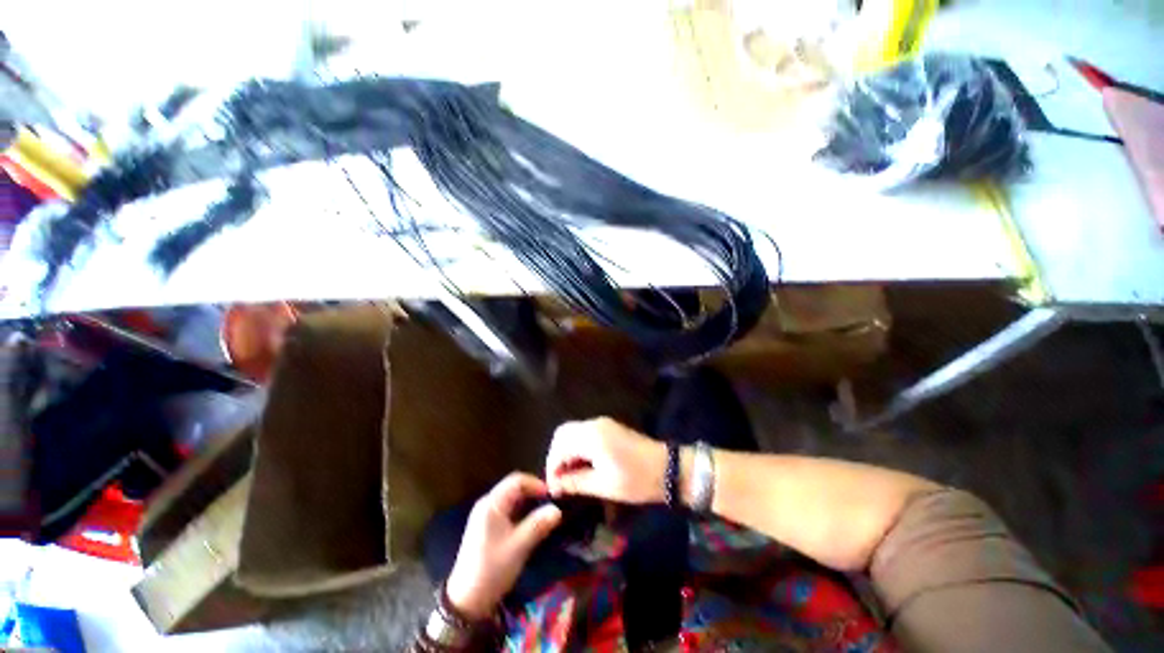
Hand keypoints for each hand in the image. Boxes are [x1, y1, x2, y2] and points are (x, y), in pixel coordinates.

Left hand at [446, 473, 561, 619]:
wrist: (466, 601)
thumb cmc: (492, 569)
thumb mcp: (519, 546)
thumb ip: (539, 525)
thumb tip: (558, 509)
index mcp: (492, 503)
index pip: (517, 480)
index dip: (536, 483)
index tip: (552, 495)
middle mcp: (487, 503)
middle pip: (514, 487)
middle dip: (533, 492)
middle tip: (551, 502)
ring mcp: (485, 515)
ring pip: (511, 498)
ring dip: (528, 502)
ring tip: (545, 511)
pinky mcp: (486, 526)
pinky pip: (507, 509)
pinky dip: (520, 511)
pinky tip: (531, 522)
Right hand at [545, 418, 666, 504]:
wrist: (668, 468)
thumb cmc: (636, 480)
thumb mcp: (604, 485)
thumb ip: (576, 482)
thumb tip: (555, 485)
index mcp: (591, 436)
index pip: (559, 445)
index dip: (552, 466)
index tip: (554, 488)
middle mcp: (594, 425)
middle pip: (563, 433)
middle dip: (557, 455)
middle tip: (560, 479)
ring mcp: (603, 424)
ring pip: (574, 432)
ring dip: (567, 451)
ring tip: (570, 476)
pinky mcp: (610, 428)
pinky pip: (585, 433)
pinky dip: (578, 447)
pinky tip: (583, 465)